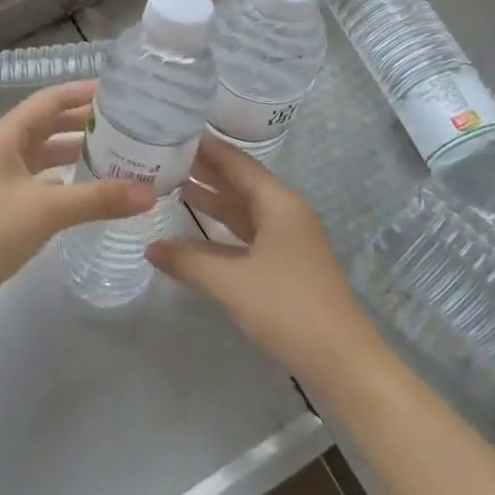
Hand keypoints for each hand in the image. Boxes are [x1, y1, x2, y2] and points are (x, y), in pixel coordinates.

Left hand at [0, 80, 155, 322]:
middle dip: (83, 122)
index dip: (82, 92)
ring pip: (42, 153)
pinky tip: (85, 189)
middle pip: (46, 124)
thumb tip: (150, 193)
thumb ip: (98, 198)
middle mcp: (0, 148)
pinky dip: (62, 178)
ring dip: (73, 151)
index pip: (49, 100)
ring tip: (113, 153)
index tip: (118, 92)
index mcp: (5, 135)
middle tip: (124, 124)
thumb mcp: (47, 210)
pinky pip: (37, 179)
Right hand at [147, 135, 381, 388]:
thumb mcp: (231, 283)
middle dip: (203, 170)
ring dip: (210, 199)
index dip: (204, 147)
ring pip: (242, 209)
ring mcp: (287, 239)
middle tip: (162, 157)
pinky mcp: (285, 264)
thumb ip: (188, 261)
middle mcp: (284, 212)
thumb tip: (150, 248)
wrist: (344, 363)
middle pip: (238, 182)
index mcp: (278, 203)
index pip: (235, 162)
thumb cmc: (288, 309)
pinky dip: (220, 228)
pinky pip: (247, 233)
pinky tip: (194, 232)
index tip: (171, 131)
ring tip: (171, 184)